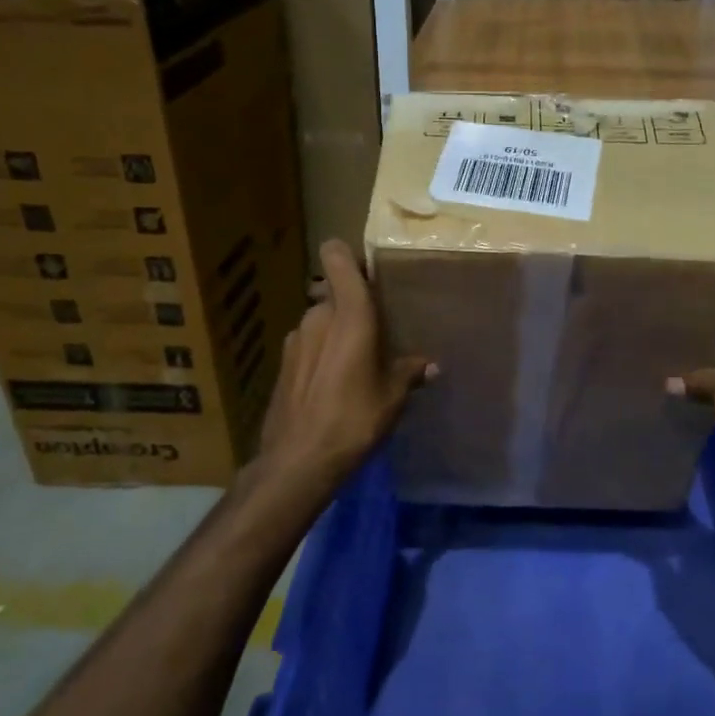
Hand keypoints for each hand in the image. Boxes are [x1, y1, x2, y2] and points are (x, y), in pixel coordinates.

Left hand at [256, 239, 431, 488]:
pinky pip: (309, 345)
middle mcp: (317, 316)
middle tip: (377, 331)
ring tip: (356, 362)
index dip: (349, 255)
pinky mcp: (283, 363)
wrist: (297, 460)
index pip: (336, 257)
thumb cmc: (353, 419)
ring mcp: (295, 339)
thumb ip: (409, 372)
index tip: (370, 271)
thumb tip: (431, 365)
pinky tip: (333, 384)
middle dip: (353, 306)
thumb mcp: (392, 397)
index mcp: (348, 314)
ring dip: (336, 332)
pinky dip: (322, 354)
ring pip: (320, 320)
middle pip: (334, 292)